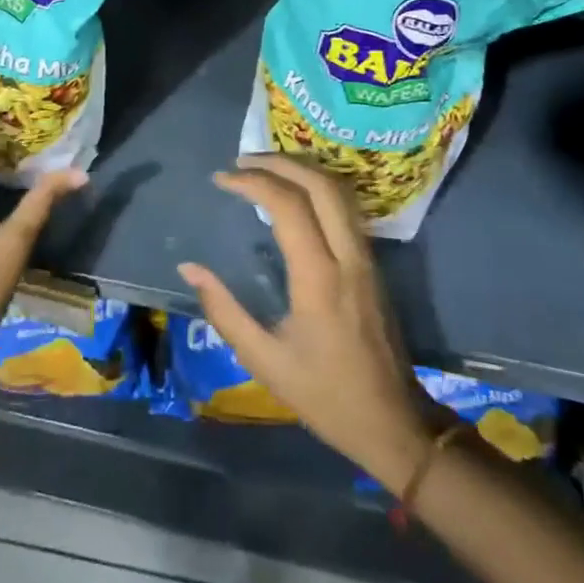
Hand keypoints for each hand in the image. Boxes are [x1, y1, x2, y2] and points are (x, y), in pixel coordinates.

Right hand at [179, 154, 434, 493]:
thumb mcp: (264, 361)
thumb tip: (189, 268)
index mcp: (319, 278)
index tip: (223, 179)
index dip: (253, 182)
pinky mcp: (372, 263)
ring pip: (339, 190)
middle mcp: (347, 256)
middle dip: (279, 162)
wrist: (394, 422)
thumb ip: (224, 311)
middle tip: (242, 160)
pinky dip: (317, 187)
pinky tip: (295, 194)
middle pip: (320, 184)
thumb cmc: (326, 395)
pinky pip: (346, 207)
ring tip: (265, 167)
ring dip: (302, 169)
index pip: (288, 205)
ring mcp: (366, 257)